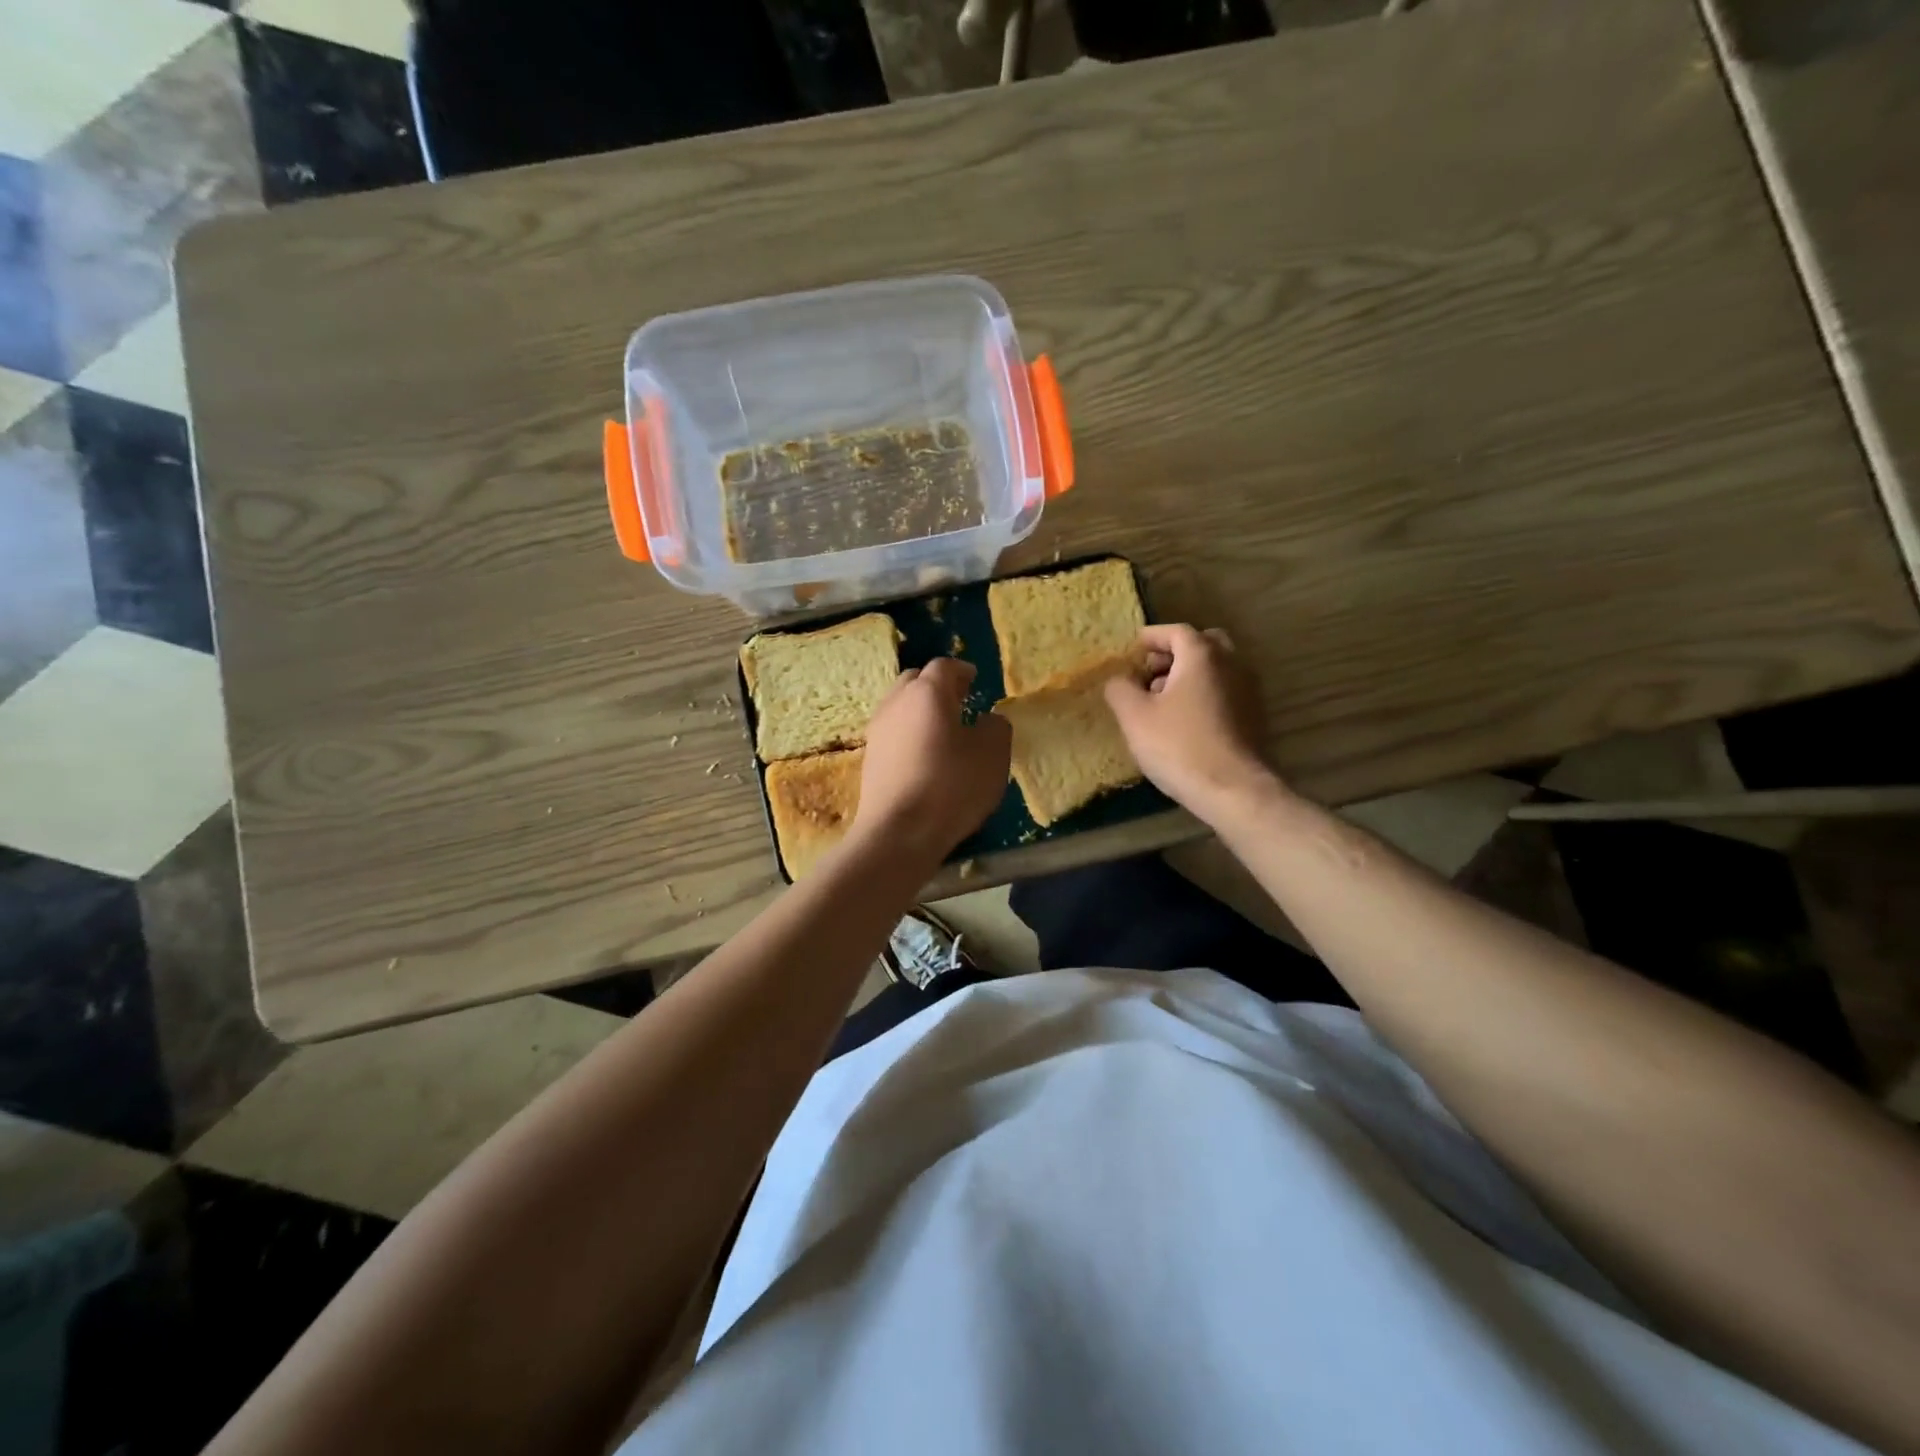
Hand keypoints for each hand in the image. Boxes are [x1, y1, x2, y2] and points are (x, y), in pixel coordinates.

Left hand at [853, 658, 1011, 862]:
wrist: (898, 832)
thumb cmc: (951, 787)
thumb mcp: (992, 755)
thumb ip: (996, 727)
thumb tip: (987, 720)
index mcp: (928, 692)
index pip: (943, 666)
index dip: (962, 670)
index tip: (975, 679)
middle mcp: (897, 703)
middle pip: (915, 680)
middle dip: (937, 685)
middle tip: (959, 699)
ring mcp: (878, 730)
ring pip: (900, 705)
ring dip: (920, 709)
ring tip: (943, 728)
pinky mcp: (870, 758)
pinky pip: (893, 732)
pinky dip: (909, 732)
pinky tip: (924, 754)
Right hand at [1104, 624, 1279, 825]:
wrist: (1234, 790)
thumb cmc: (1179, 746)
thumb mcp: (1135, 717)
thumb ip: (1120, 689)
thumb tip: (1119, 679)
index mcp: (1202, 656)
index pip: (1176, 631)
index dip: (1152, 637)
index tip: (1133, 649)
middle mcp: (1232, 664)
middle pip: (1203, 644)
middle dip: (1175, 653)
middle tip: (1151, 671)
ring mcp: (1249, 690)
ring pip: (1217, 668)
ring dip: (1190, 674)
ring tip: (1163, 700)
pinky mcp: (1255, 716)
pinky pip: (1226, 690)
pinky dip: (1205, 693)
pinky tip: (1185, 720)